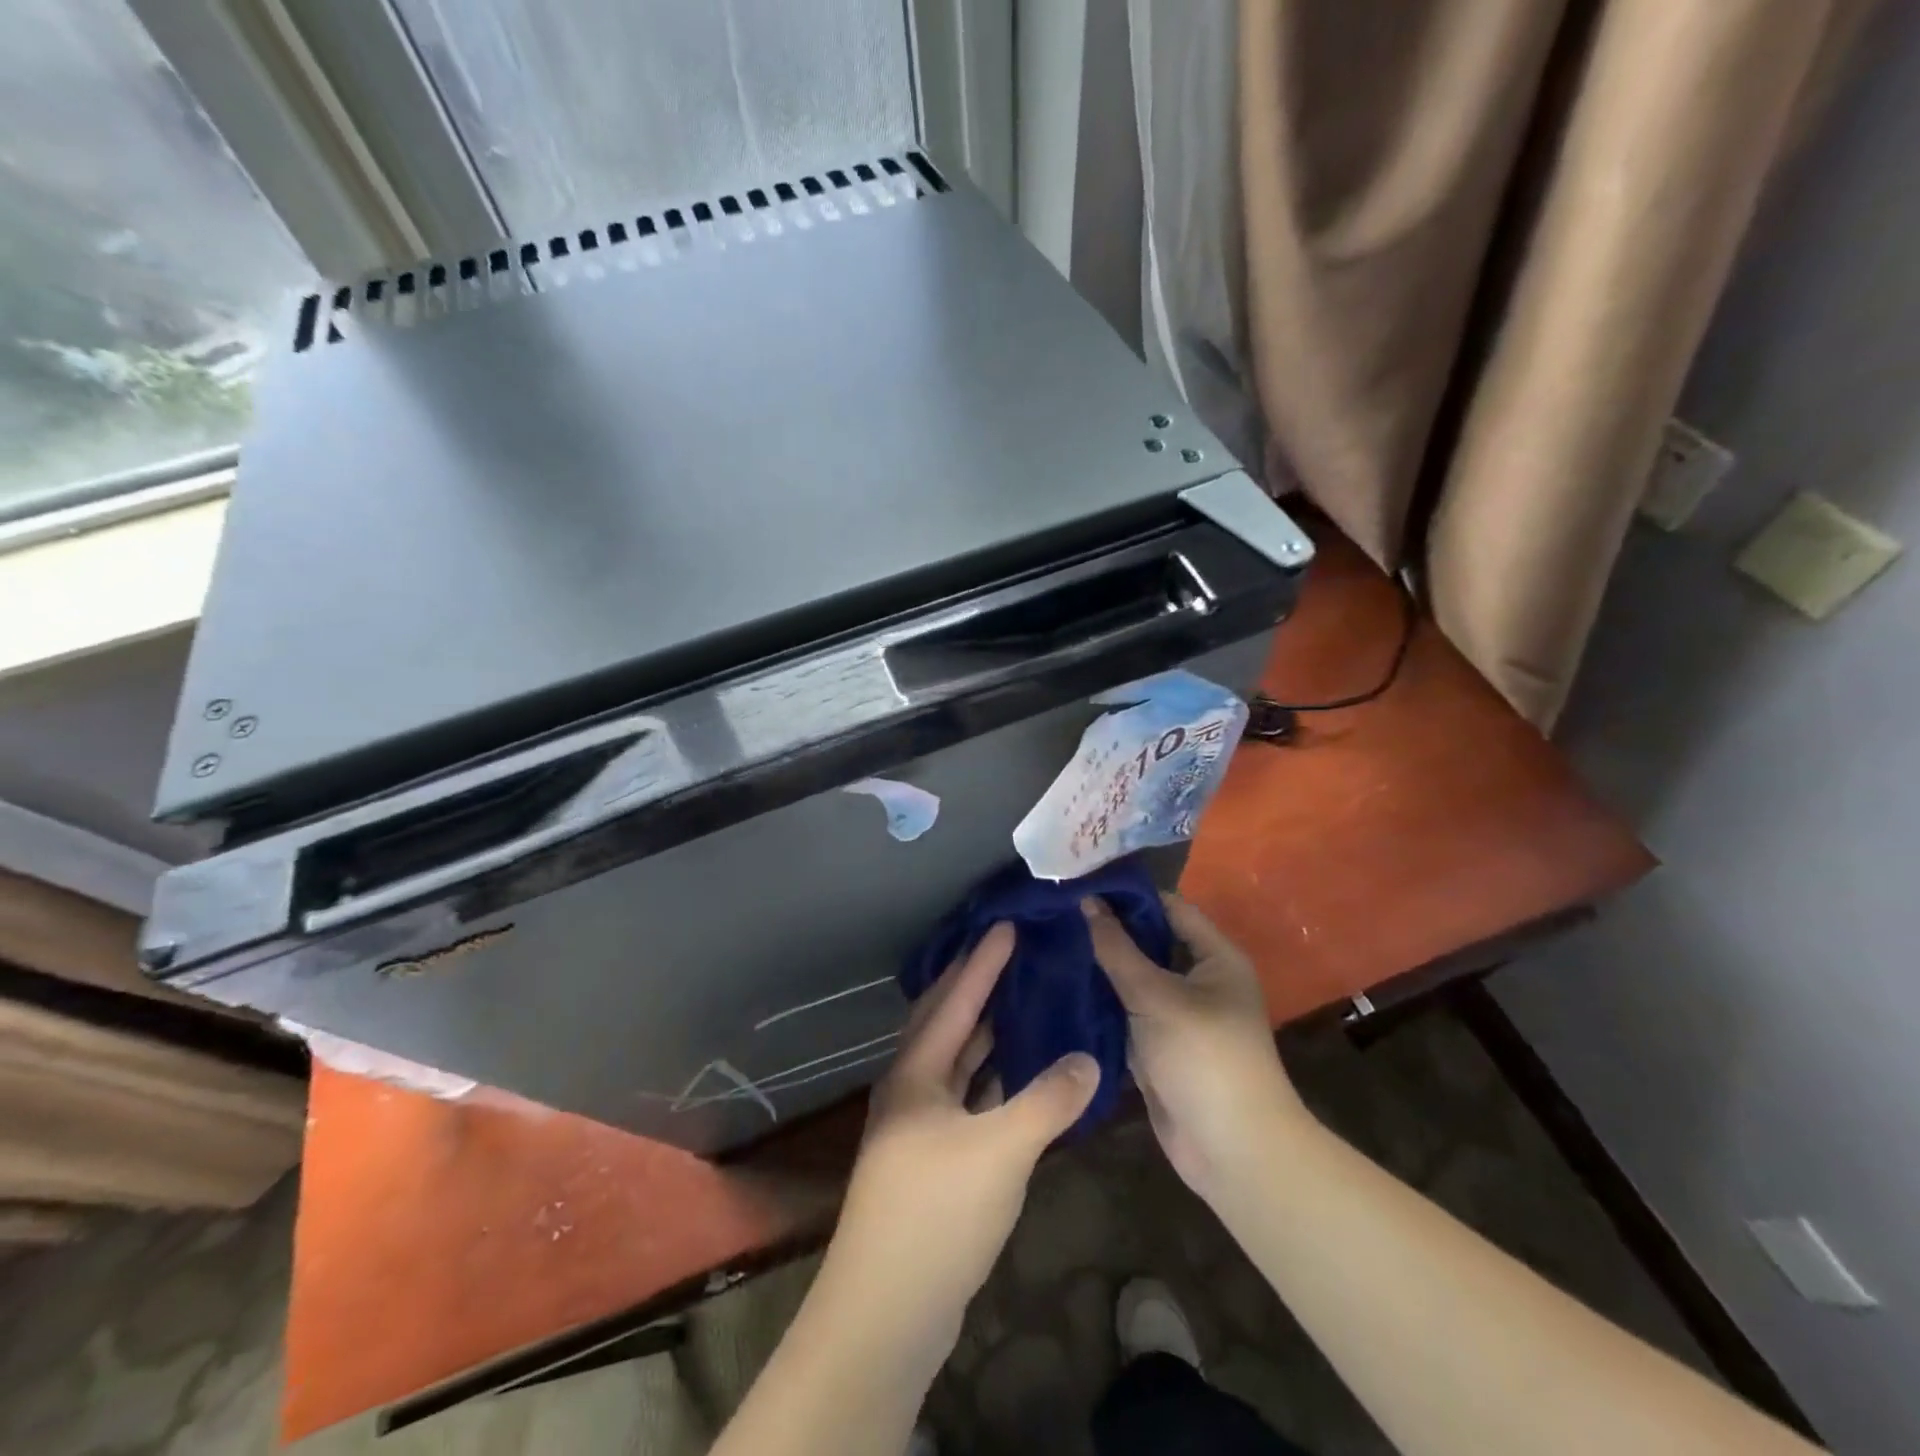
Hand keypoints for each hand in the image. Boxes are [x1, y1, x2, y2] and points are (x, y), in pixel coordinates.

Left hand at [825, 923, 1100, 1343]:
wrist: (885, 1313)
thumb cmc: (935, 1215)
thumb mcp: (999, 1152)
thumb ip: (1046, 1102)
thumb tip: (1088, 1058)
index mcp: (915, 1073)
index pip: (955, 1001)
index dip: (982, 963)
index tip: (1006, 925)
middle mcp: (911, 1089)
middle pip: (947, 1023)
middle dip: (976, 986)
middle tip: (1011, 952)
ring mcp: (919, 1127)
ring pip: (957, 1062)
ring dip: (986, 1032)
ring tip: (1021, 1000)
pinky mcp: (933, 1161)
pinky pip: (968, 1097)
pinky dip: (992, 1078)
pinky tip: (1019, 1074)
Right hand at [1084, 895, 1306, 1202]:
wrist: (1232, 1151)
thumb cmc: (1204, 1057)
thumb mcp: (1157, 996)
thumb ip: (1118, 949)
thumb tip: (1086, 902)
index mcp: (1215, 957)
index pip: (1168, 907)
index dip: (1127, 895)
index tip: (1080, 882)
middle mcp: (1199, 980)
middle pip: (1148, 943)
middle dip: (1106, 931)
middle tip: (1054, 913)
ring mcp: (1177, 1016)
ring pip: (1132, 980)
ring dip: (1099, 968)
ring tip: (1047, 943)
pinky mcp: (1158, 1047)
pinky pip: (1125, 1014)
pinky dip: (1099, 1003)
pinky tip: (1058, 988)